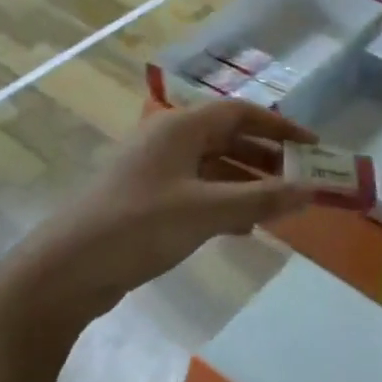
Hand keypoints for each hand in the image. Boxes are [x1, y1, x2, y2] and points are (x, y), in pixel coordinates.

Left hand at [22, 101, 316, 312]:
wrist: (68, 268)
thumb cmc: (140, 226)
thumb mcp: (206, 211)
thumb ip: (261, 199)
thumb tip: (311, 190)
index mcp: (180, 127)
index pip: (240, 113)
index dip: (280, 128)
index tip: (313, 146)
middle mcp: (168, 139)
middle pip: (228, 138)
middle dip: (267, 158)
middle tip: (302, 180)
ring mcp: (155, 169)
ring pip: (213, 166)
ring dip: (247, 183)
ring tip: (280, 206)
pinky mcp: (148, 198)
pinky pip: (197, 190)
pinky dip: (224, 202)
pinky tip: (243, 227)